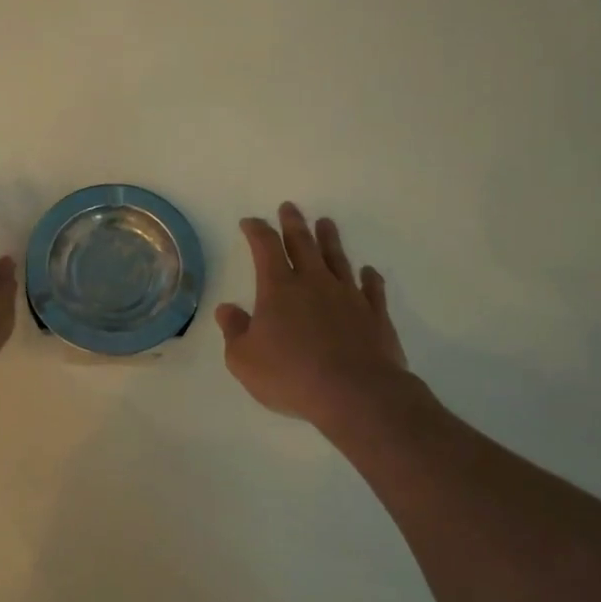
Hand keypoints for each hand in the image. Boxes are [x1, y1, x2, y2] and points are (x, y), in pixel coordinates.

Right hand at [216, 202, 411, 423]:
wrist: (356, 394)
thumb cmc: (292, 375)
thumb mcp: (244, 359)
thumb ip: (234, 331)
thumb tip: (226, 310)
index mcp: (279, 288)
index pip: (265, 247)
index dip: (257, 230)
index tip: (250, 222)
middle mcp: (314, 283)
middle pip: (303, 244)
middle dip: (294, 223)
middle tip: (290, 207)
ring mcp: (348, 296)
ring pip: (337, 259)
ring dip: (330, 240)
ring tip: (326, 223)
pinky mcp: (375, 316)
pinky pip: (372, 289)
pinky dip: (369, 278)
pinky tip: (368, 272)